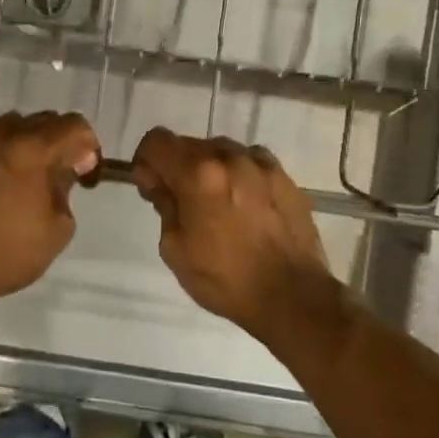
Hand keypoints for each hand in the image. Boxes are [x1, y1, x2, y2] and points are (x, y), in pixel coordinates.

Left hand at [0, 111, 101, 306]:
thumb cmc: (8, 252)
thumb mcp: (57, 228)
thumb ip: (65, 191)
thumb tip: (61, 174)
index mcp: (32, 148)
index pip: (73, 125)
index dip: (89, 145)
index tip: (86, 173)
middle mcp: (2, 137)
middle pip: (42, 120)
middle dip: (60, 141)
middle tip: (64, 172)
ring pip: (11, 128)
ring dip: (29, 144)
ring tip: (32, 176)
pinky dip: (4, 155)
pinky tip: (5, 185)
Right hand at [131, 128, 335, 335]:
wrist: (292, 297)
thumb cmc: (225, 280)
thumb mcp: (175, 249)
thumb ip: (163, 205)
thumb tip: (159, 183)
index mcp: (197, 174)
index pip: (156, 140)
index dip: (146, 161)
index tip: (153, 188)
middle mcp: (229, 157)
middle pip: (188, 144)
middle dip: (177, 167)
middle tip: (182, 202)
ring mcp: (260, 163)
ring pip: (220, 151)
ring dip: (209, 169)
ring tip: (218, 204)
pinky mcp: (284, 176)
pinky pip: (250, 161)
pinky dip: (239, 174)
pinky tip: (245, 205)